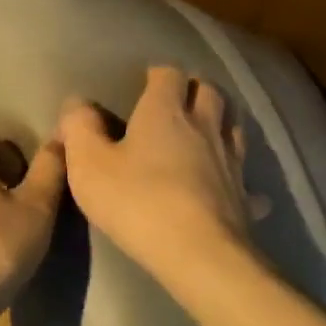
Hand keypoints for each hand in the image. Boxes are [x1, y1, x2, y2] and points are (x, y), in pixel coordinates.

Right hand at [58, 66, 252, 285]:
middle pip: (210, 93)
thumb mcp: (89, 165)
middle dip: (197, 89)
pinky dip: (242, 181)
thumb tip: (77, 104)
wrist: (197, 252)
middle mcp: (205, 127)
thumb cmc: (138, 202)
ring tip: (210, 131)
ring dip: (223, 123)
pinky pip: (248, 183)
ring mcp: (231, 162)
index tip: (148, 80)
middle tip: (182, 98)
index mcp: (166, 112)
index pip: (169, 75)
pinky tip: (236, 190)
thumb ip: (80, 129)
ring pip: (234, 129)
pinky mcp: (245, 197)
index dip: (159, 74)